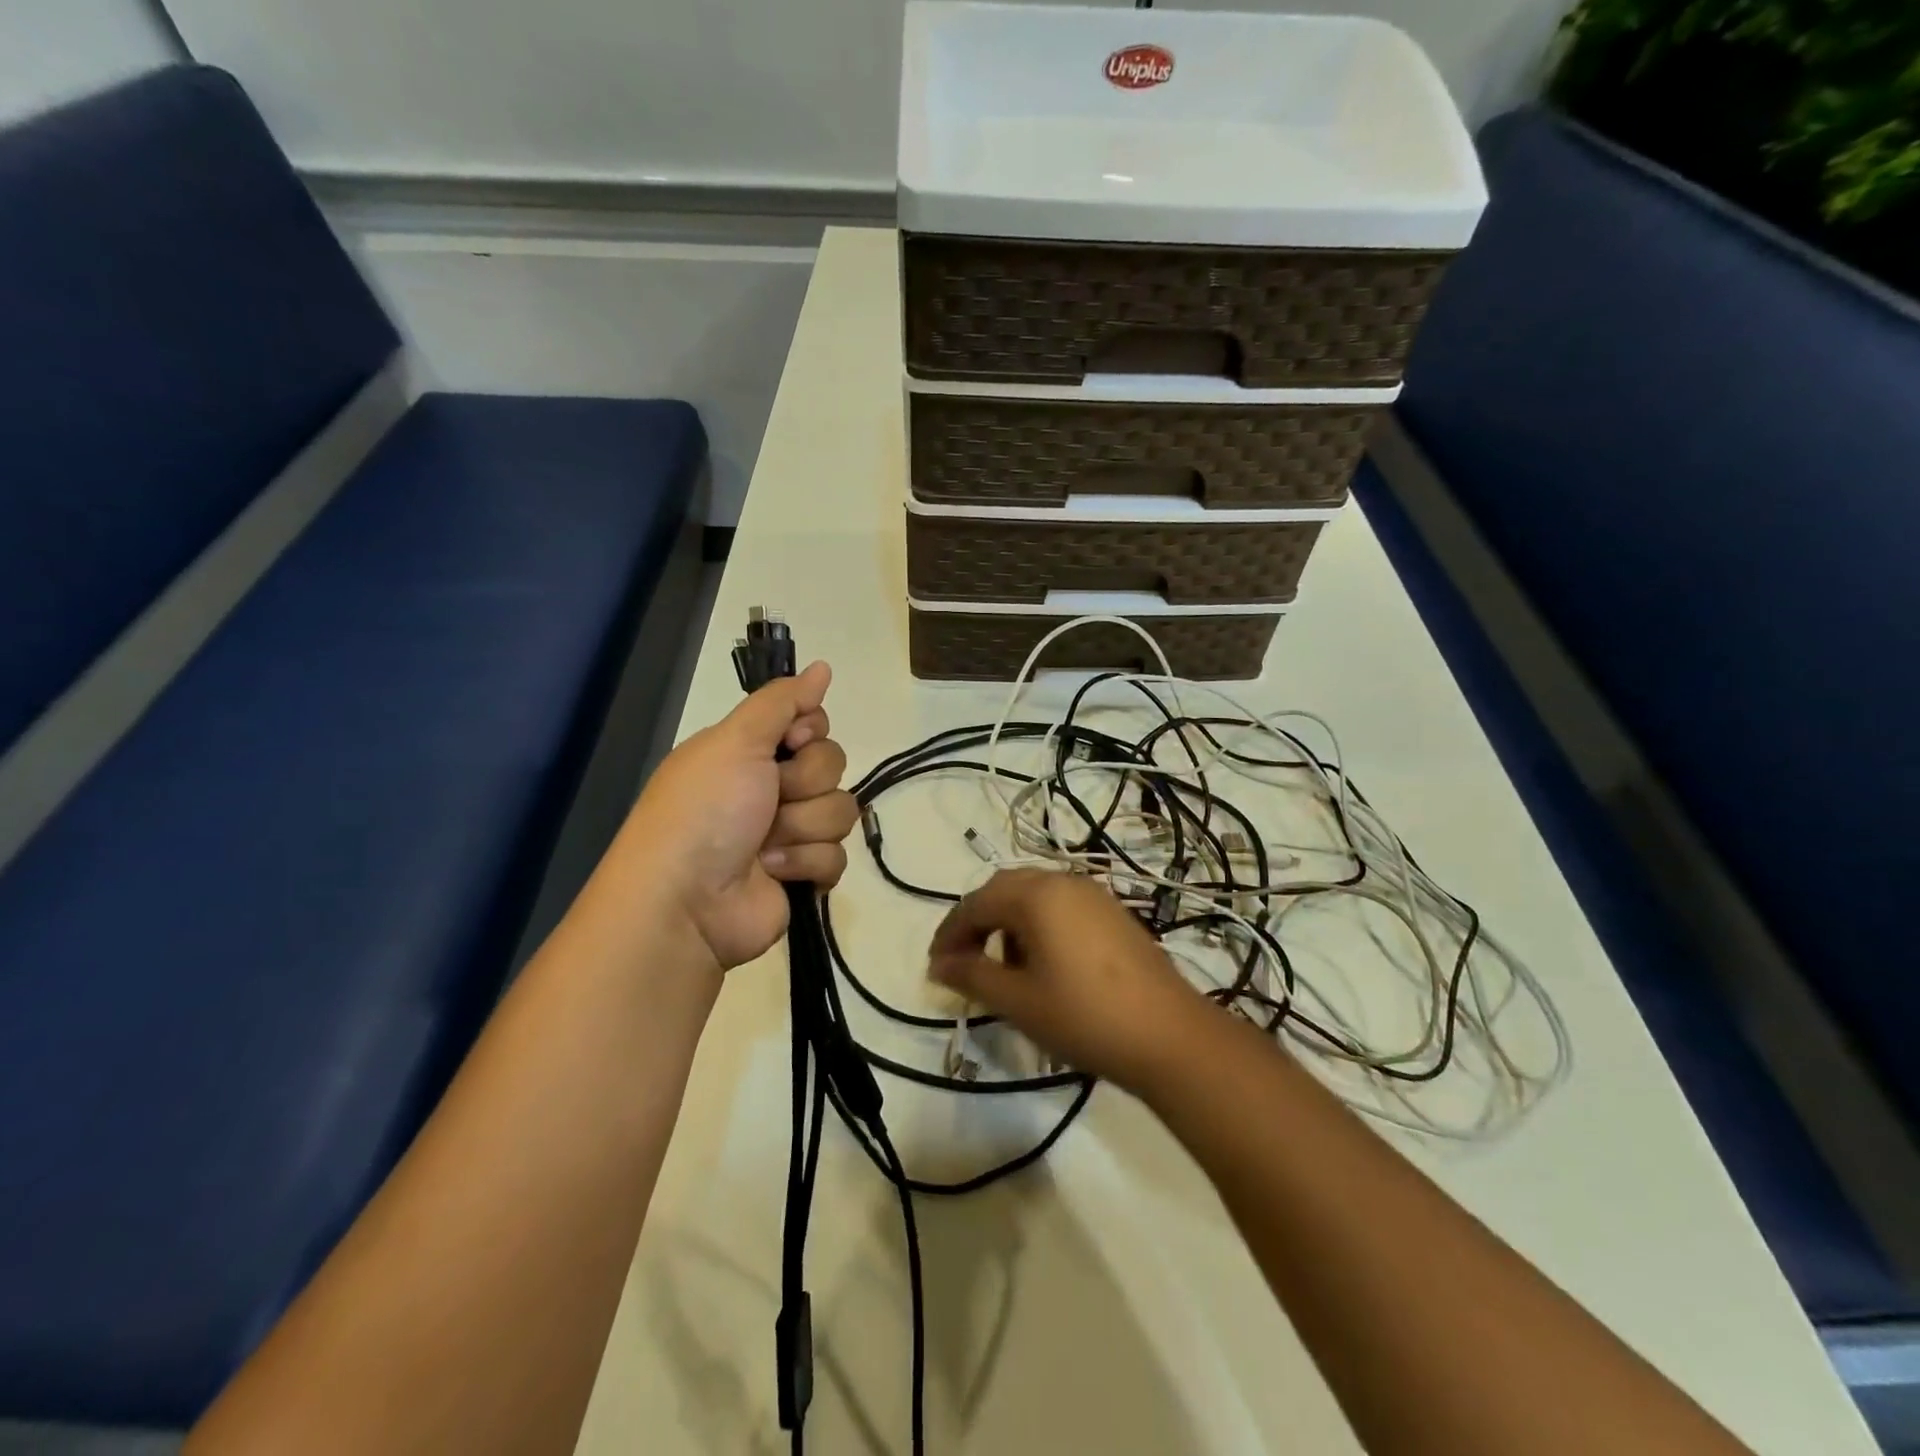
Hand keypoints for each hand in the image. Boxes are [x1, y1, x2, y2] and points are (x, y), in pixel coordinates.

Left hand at [624, 661, 858, 969]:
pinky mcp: (802, 873)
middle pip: (832, 765)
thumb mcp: (735, 741)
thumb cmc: (705, 810)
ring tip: (765, 846)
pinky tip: (775, 872)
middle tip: (770, 799)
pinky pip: (837, 857)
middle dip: (804, 784)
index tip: (791, 742)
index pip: (812, 723)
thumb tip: (822, 666)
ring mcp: (788, 832)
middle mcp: (770, 787)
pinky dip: (806, 863)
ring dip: (803, 827)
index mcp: (749, 753)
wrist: (686, 902)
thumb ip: (782, 702)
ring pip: (840, 811)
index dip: (810, 731)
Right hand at [927, 868, 1213, 1093]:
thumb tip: (939, 964)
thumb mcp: (1018, 1000)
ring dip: (1008, 921)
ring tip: (1003, 967)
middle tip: (962, 960)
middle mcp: (1063, 881)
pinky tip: (1043, 963)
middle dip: (977, 921)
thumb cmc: (1083, 1016)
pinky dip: (1038, 924)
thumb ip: (972, 975)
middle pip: (1004, 889)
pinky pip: (1061, 905)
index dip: (949, 933)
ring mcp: (1093, 894)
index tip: (935, 967)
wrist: (1169, 1035)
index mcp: (1036, 894)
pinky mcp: (1113, 912)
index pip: (976, 903)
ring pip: (1034, 895)